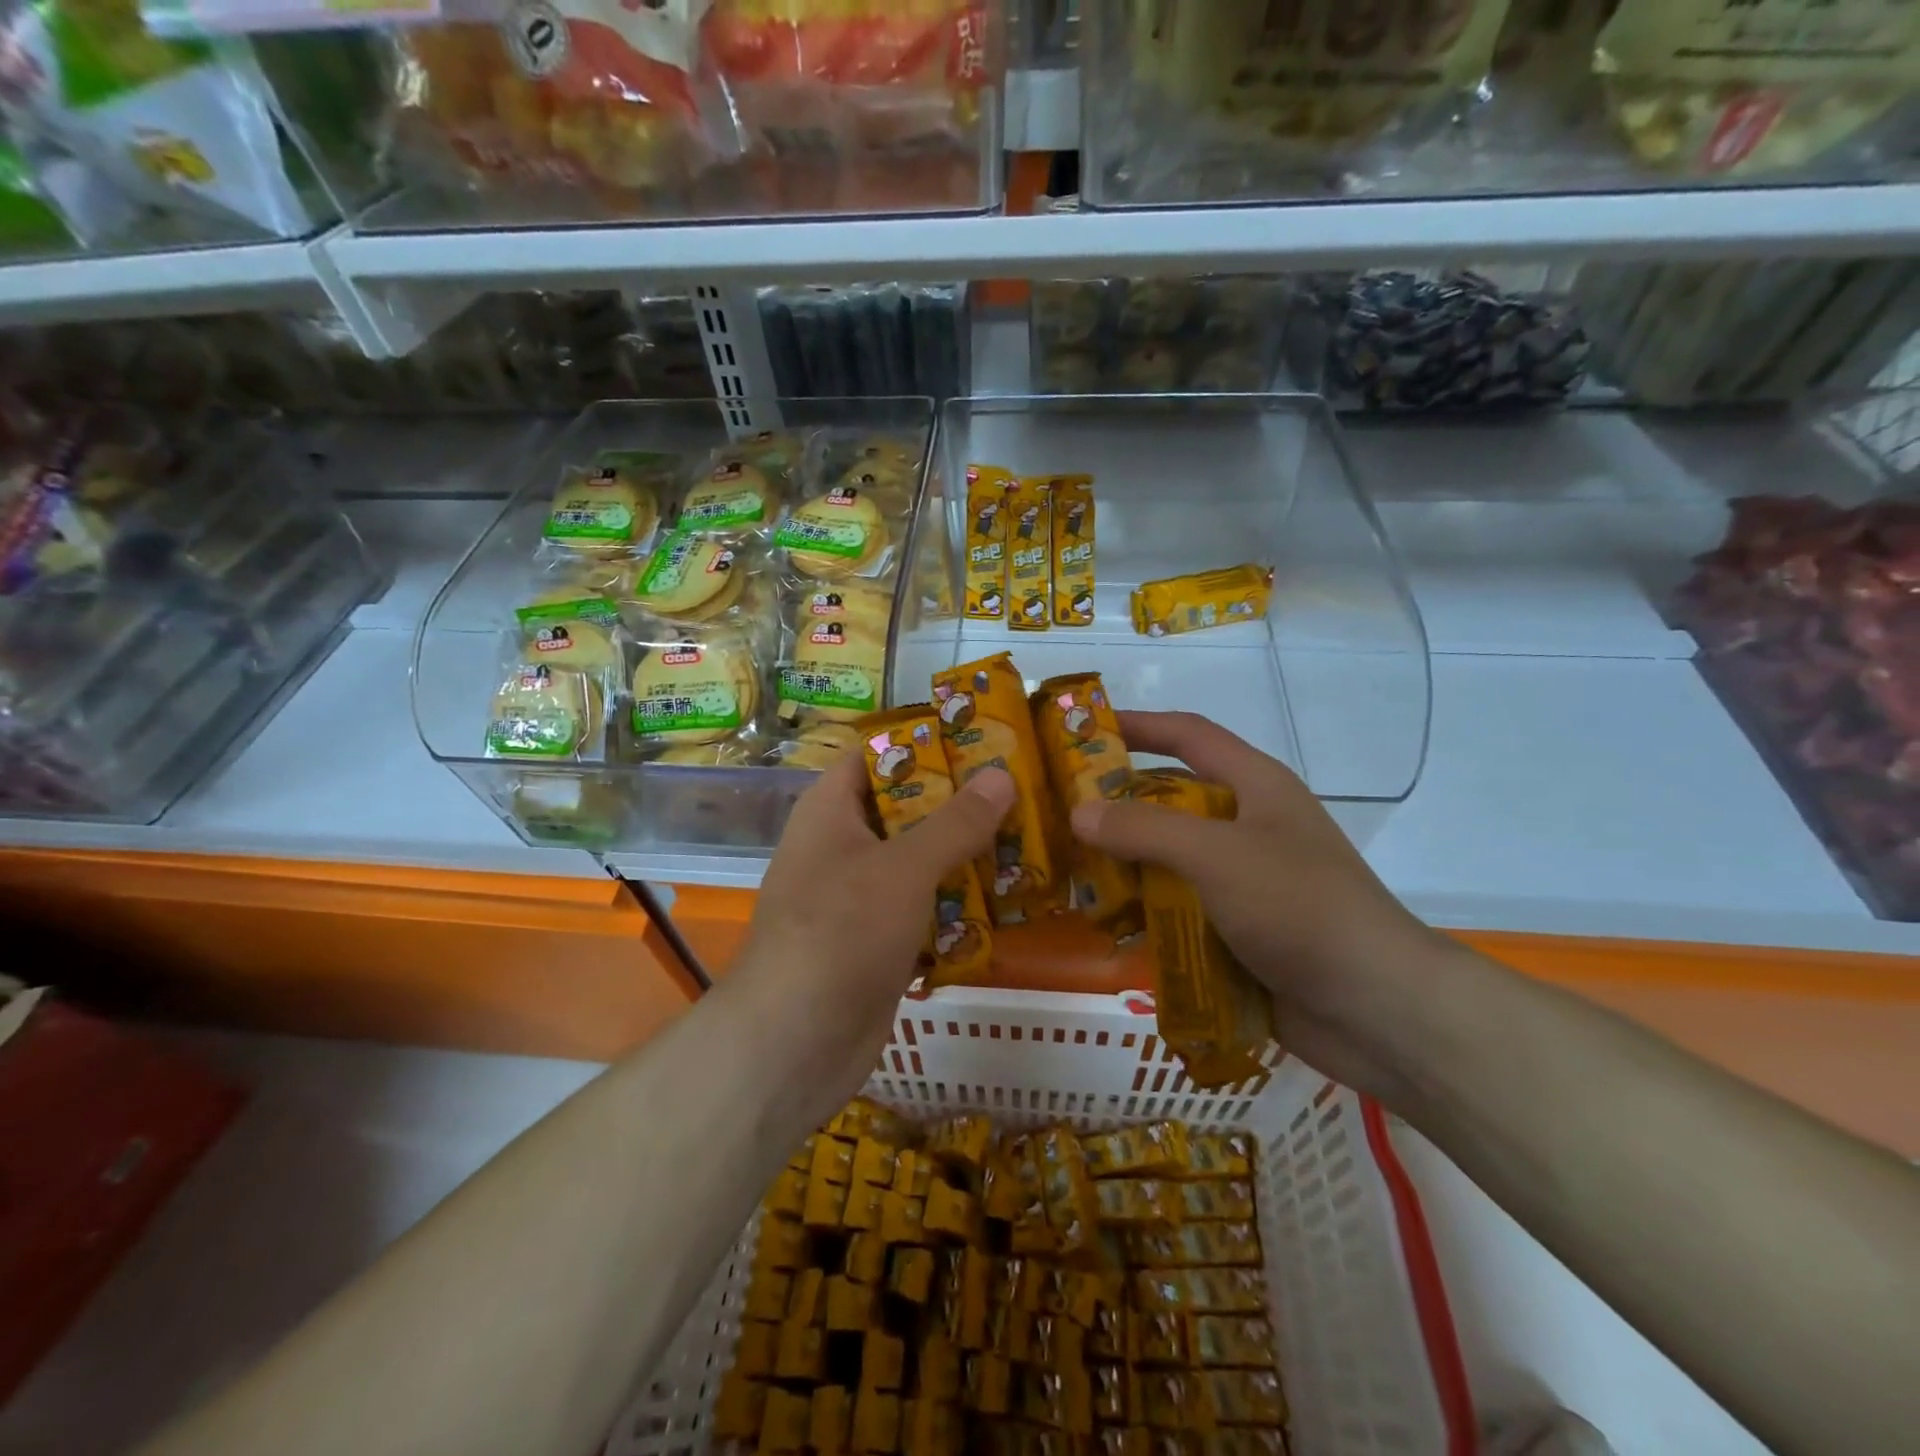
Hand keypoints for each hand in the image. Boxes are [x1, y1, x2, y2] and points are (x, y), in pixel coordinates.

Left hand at [730, 752, 1015, 1124]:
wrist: (795, 1045)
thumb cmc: (841, 933)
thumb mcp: (903, 867)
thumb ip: (955, 822)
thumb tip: (1001, 774)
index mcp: (831, 811)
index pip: (877, 755)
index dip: (926, 744)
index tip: (985, 739)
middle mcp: (841, 847)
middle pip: (906, 809)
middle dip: (961, 803)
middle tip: (1024, 790)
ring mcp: (858, 899)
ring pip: (919, 863)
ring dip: (966, 856)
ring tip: (1031, 839)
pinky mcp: (877, 944)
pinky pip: (923, 910)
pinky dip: (958, 906)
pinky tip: (1009, 902)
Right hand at [1070, 711, 1463, 1105]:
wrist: (1377, 1009)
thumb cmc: (1299, 907)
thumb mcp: (1216, 855)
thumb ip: (1143, 829)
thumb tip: (1079, 813)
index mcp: (1255, 786)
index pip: (1189, 735)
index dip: (1139, 725)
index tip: (1083, 731)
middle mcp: (1250, 825)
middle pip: (1174, 798)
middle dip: (1120, 804)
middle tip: (1061, 812)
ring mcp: (1247, 880)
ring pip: (1173, 858)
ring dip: (1128, 863)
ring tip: (1071, 871)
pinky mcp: (1242, 929)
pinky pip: (1182, 907)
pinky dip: (1148, 911)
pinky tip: (1109, 926)